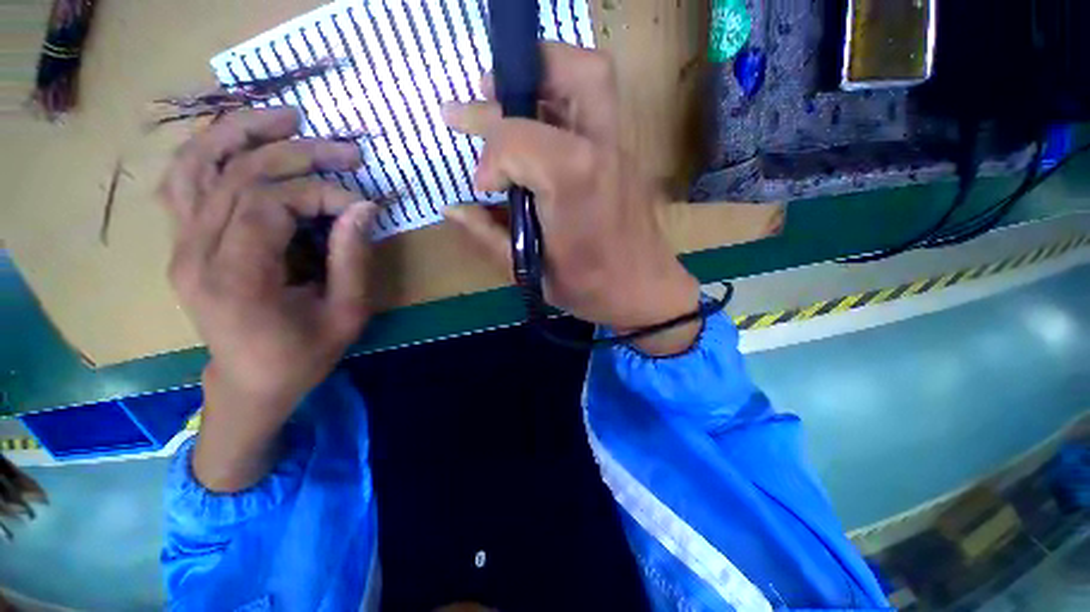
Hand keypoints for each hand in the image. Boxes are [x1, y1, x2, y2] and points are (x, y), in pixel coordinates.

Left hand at [159, 107, 377, 489]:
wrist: (248, 382)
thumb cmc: (302, 357)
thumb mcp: (345, 315)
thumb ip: (353, 260)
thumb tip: (364, 208)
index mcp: (236, 280)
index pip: (270, 205)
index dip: (321, 193)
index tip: (361, 205)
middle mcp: (195, 255)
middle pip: (237, 176)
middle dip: (296, 154)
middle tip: (345, 149)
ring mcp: (180, 245)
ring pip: (197, 165)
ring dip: (241, 132)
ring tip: (285, 116)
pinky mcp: (182, 243)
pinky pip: (184, 181)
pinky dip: (210, 150)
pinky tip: (241, 140)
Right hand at [441, 44, 700, 354]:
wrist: (644, 293)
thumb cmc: (588, 288)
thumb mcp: (529, 269)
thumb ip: (487, 235)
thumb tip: (451, 208)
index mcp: (572, 179)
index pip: (516, 136)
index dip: (490, 158)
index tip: (483, 188)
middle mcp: (600, 150)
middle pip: (573, 72)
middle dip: (525, 70)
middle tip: (483, 88)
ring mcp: (619, 150)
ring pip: (590, 79)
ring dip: (545, 78)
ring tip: (505, 97)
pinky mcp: (624, 158)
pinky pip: (593, 111)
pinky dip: (560, 106)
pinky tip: (536, 128)